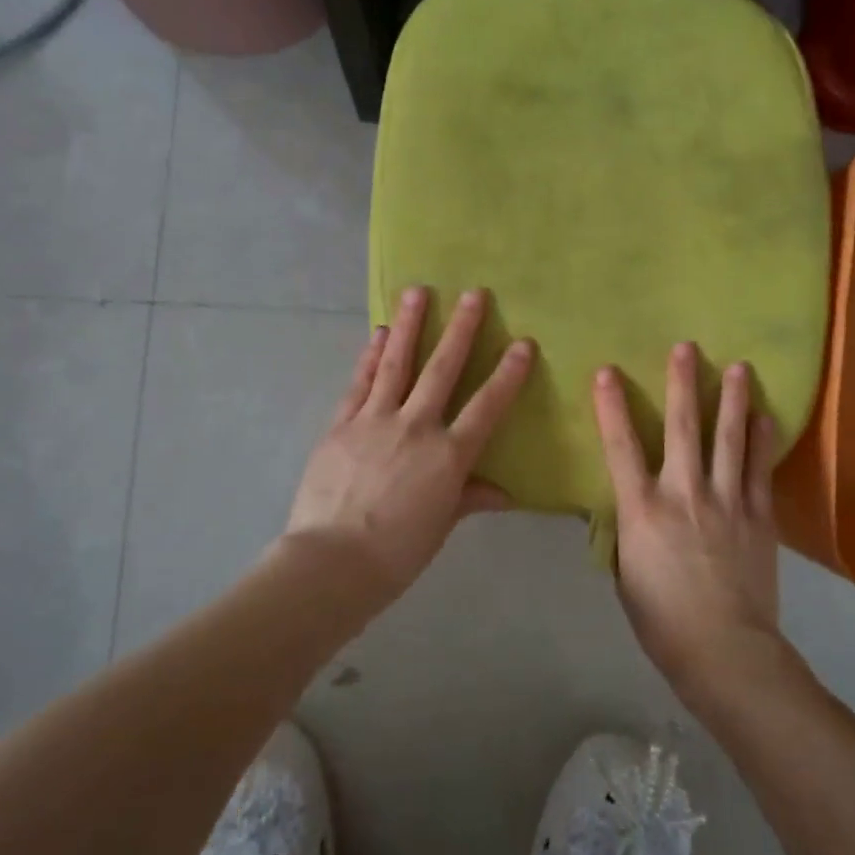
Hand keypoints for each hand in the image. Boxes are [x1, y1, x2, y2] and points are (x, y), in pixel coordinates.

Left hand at [284, 286, 532, 597]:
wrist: (331, 563)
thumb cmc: (396, 553)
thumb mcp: (441, 525)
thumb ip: (470, 498)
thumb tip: (504, 493)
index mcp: (448, 456)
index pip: (486, 406)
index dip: (507, 374)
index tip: (523, 343)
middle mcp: (415, 427)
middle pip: (442, 370)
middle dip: (461, 329)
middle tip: (474, 293)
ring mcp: (374, 421)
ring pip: (396, 364)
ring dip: (410, 325)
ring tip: (417, 291)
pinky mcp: (341, 424)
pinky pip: (359, 383)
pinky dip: (370, 356)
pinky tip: (379, 334)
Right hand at [592, 342, 784, 699]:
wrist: (725, 650)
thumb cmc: (662, 619)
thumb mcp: (626, 574)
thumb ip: (628, 531)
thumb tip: (631, 507)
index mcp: (642, 509)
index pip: (620, 447)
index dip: (612, 407)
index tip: (608, 371)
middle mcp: (684, 493)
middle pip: (682, 428)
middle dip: (682, 384)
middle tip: (687, 347)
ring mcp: (726, 501)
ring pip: (729, 439)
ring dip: (732, 400)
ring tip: (739, 366)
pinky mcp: (758, 517)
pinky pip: (760, 470)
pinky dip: (763, 440)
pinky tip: (766, 416)